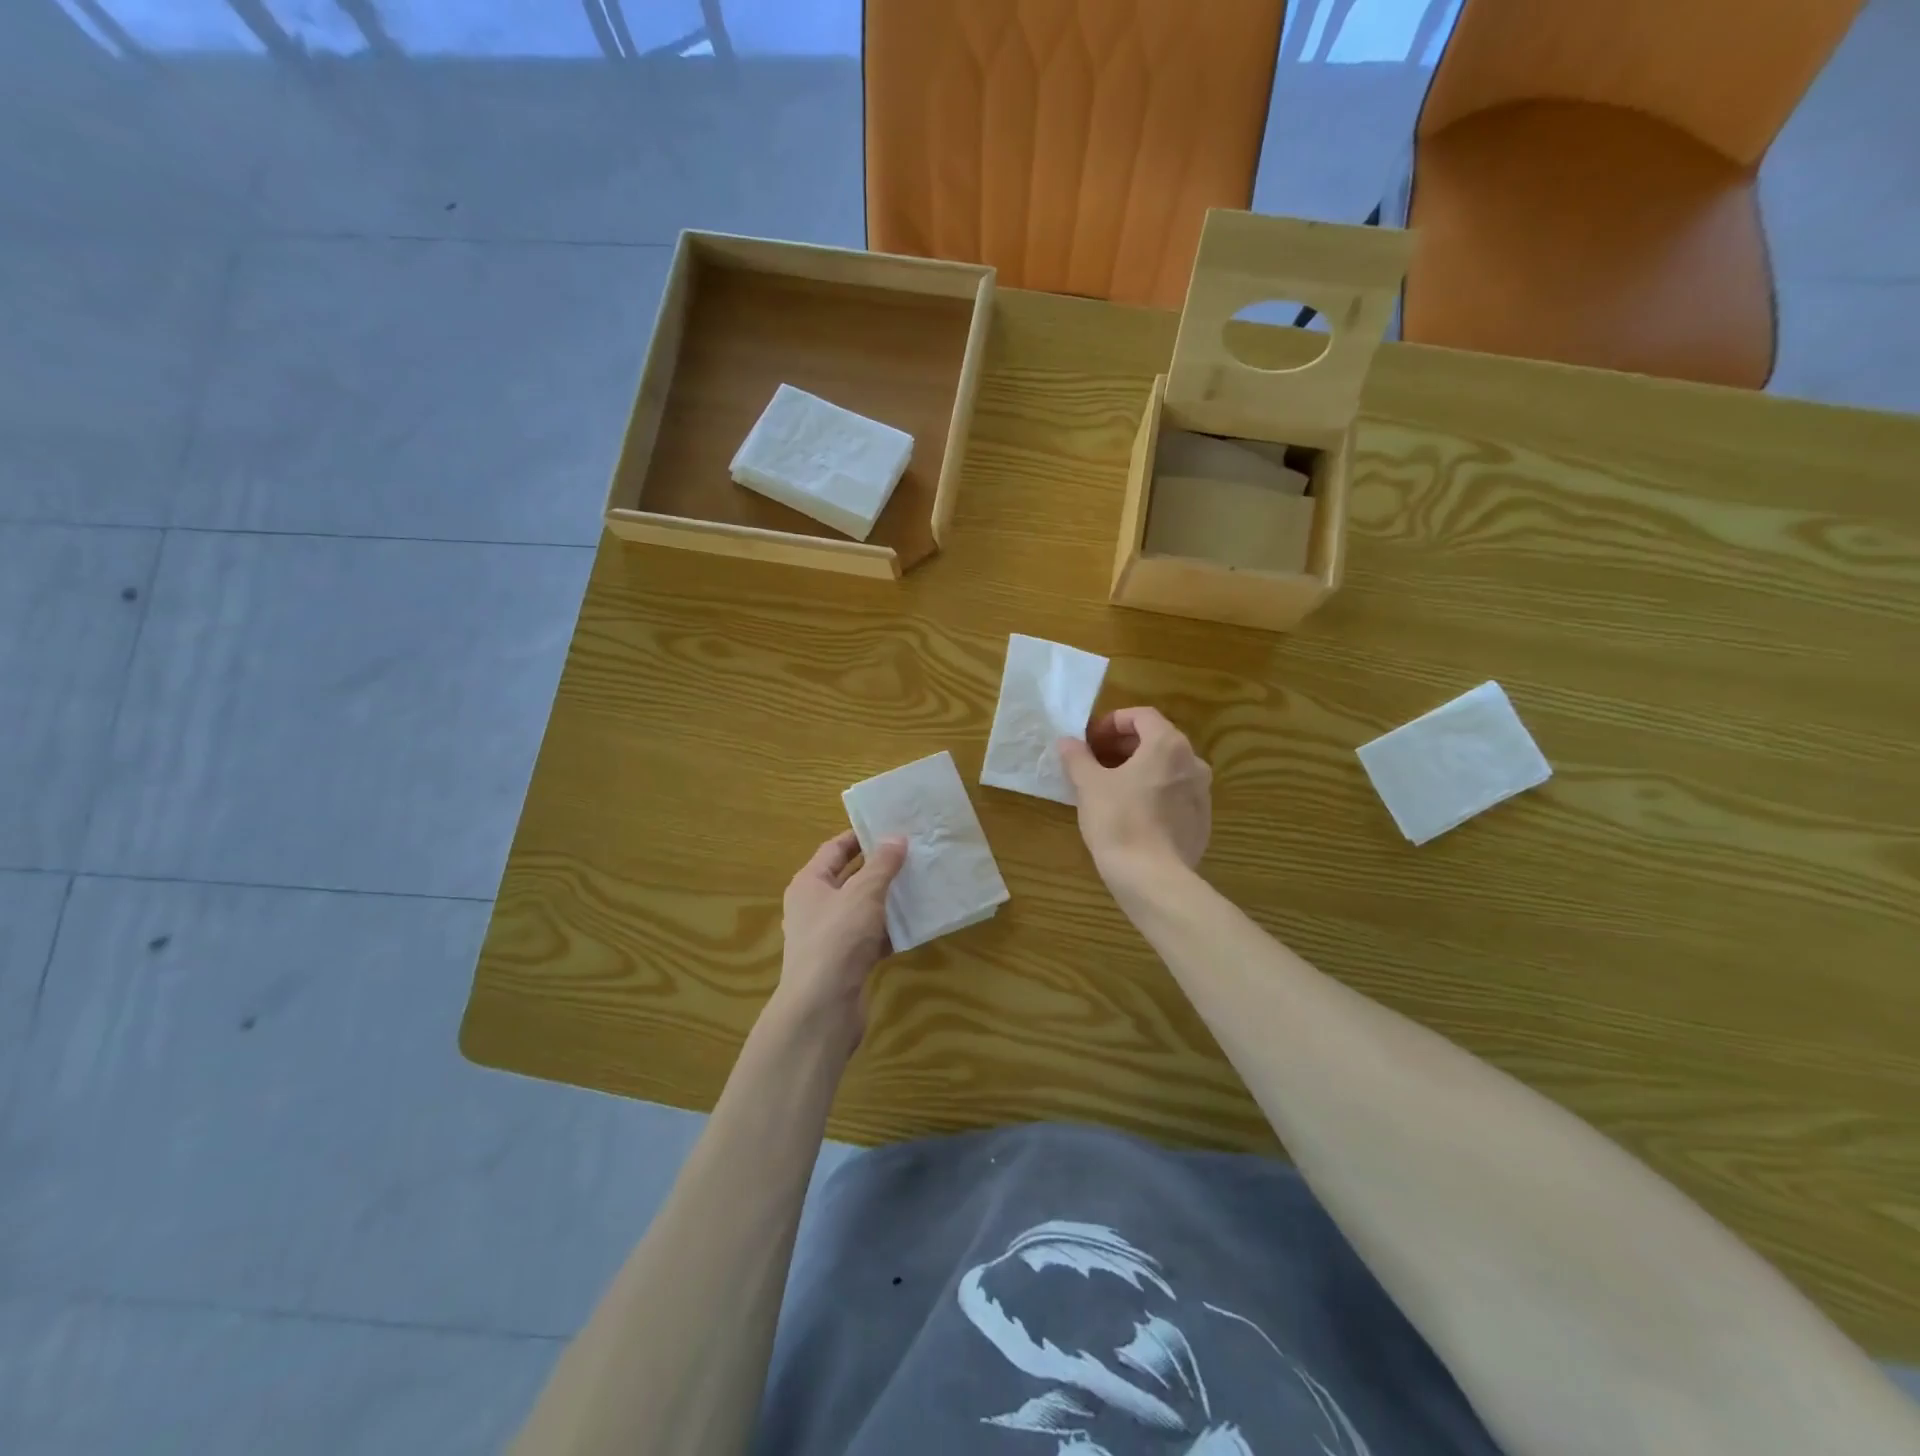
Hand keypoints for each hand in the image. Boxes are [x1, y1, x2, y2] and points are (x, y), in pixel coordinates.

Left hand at [774, 830, 906, 1043]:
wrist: (822, 1008)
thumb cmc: (837, 939)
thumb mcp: (862, 893)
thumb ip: (881, 865)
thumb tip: (896, 837)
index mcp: (809, 884)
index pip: (834, 849)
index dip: (860, 836)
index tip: (891, 826)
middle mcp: (815, 907)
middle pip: (850, 877)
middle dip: (880, 867)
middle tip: (913, 853)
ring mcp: (830, 937)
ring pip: (863, 909)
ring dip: (889, 899)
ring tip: (921, 883)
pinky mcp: (846, 962)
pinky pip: (871, 937)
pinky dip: (890, 930)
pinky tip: (916, 924)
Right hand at [1058, 707, 1211, 885]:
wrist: (1152, 878)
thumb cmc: (1118, 821)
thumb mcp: (1088, 785)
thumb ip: (1078, 757)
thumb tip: (1068, 742)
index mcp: (1168, 745)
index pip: (1142, 716)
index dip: (1113, 722)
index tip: (1091, 740)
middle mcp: (1193, 762)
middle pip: (1157, 741)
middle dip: (1125, 747)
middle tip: (1096, 762)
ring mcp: (1202, 794)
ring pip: (1167, 769)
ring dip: (1140, 770)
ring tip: (1112, 788)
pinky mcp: (1202, 822)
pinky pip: (1175, 796)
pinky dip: (1154, 794)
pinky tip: (1132, 814)